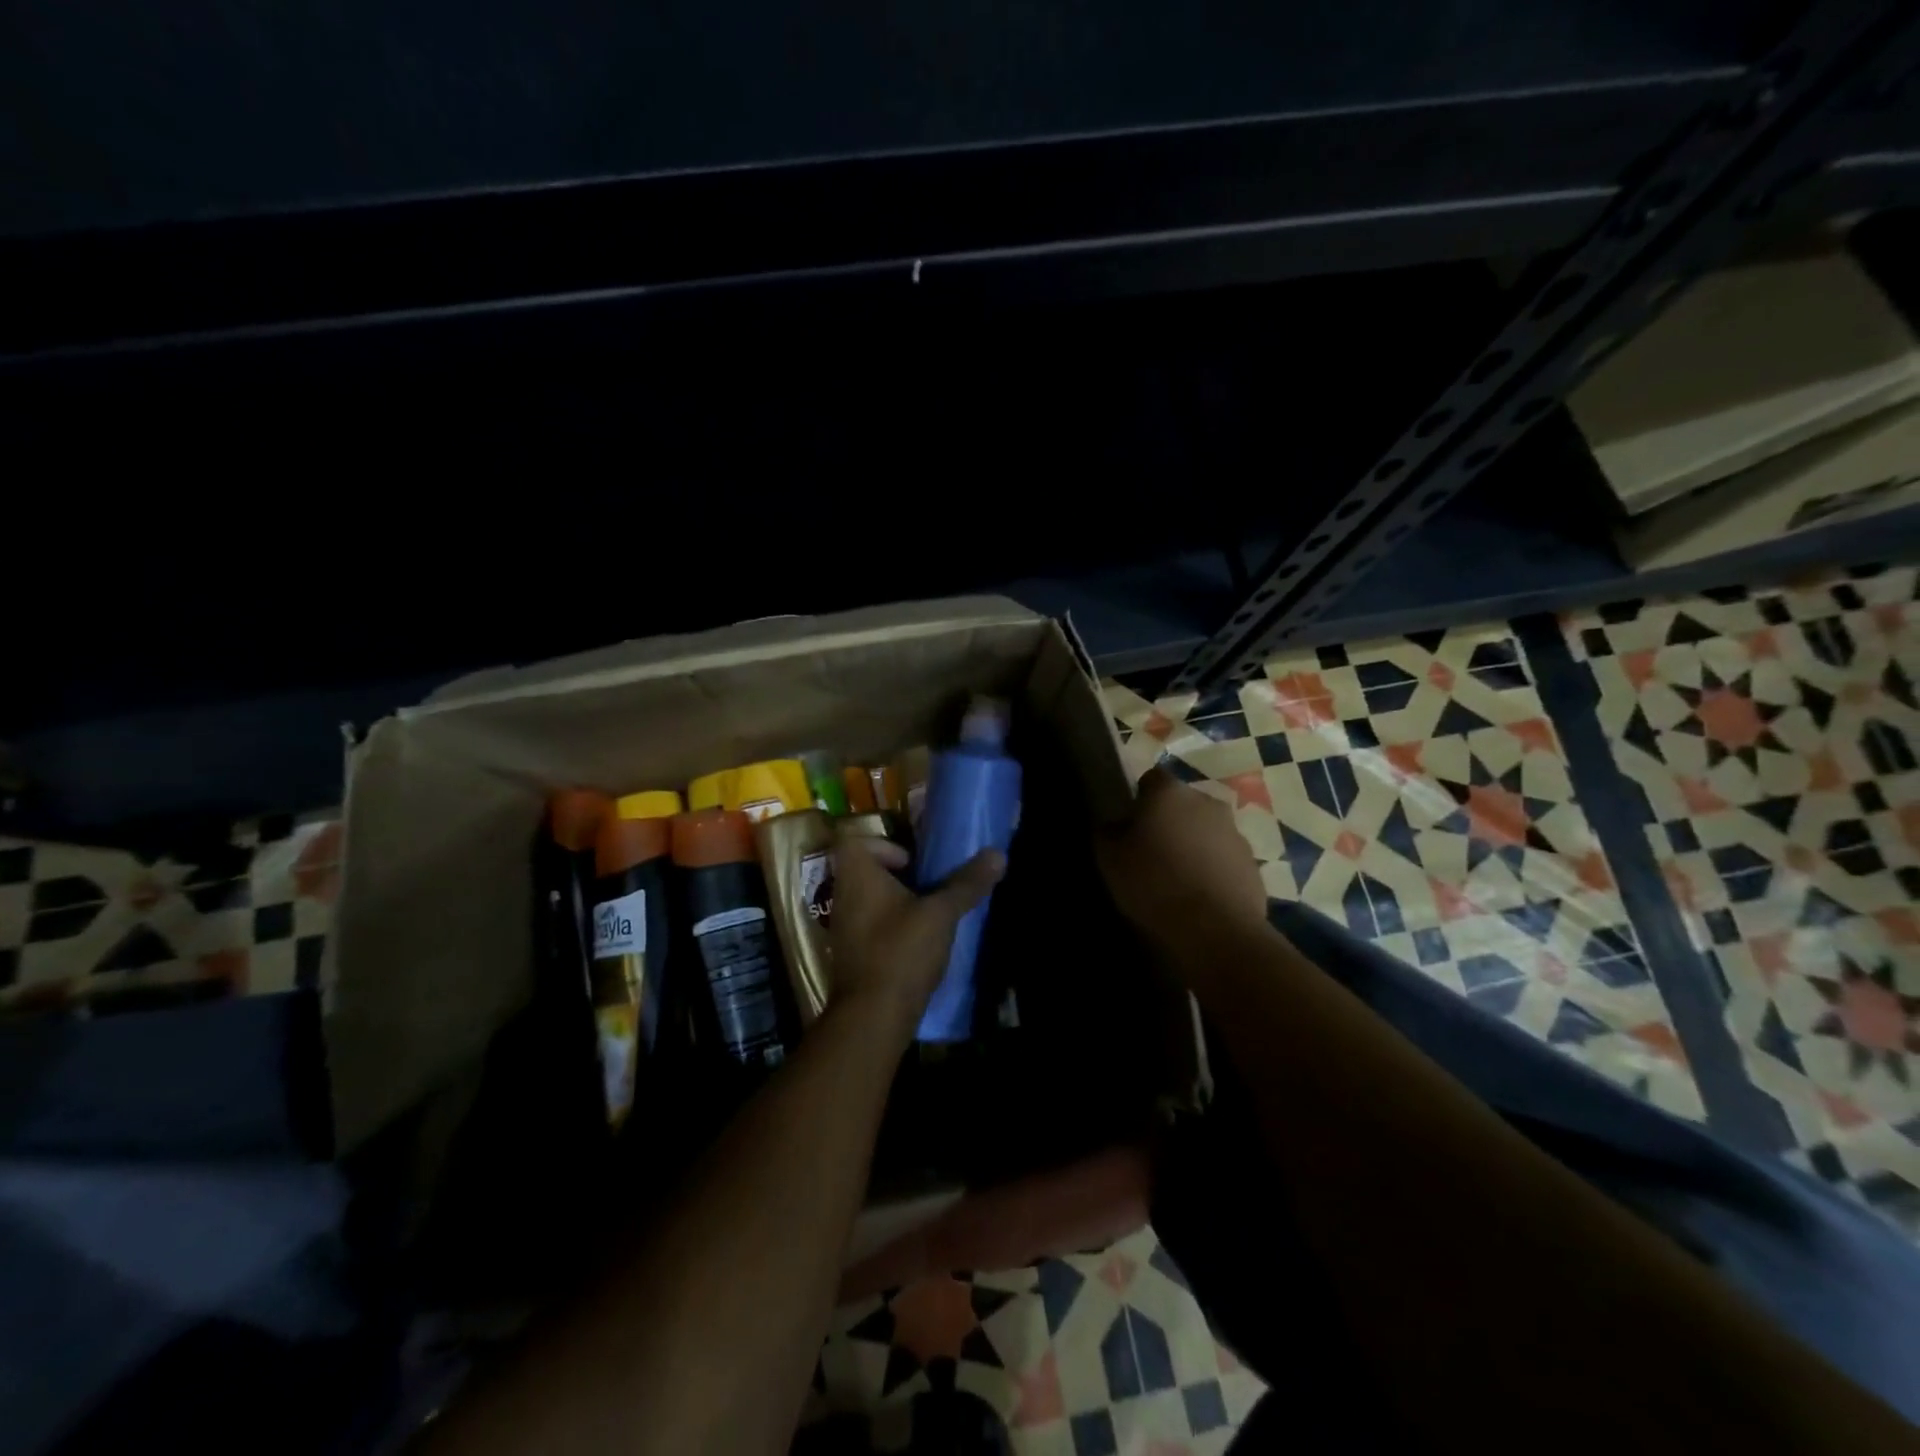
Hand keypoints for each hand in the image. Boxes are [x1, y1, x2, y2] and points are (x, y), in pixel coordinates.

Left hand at [828, 837, 1003, 1049]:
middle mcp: (843, 895)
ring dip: (896, 902)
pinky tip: (917, 945)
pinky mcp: (850, 953)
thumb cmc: (902, 951)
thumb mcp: (941, 914)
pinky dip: (890, 928)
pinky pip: (869, 926)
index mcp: (857, 875)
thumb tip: (998, 854)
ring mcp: (842, 926)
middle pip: (865, 870)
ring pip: (868, 899)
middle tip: (929, 886)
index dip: (883, 845)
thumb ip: (967, 884)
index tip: (913, 863)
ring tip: (929, 915)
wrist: (871, 1017)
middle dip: (898, 876)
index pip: (855, 841)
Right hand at [1095, 767, 1267, 962]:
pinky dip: (1213, 868)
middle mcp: (1206, 801)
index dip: (1138, 799)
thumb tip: (1114, 825)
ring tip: (1177, 878)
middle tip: (1152, 851)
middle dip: (1169, 821)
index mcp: (1169, 792)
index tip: (1130, 825)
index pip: (1150, 779)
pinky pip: (1224, 858)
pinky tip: (1200, 896)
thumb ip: (1108, 833)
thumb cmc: (1154, 883)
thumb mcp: (1110, 859)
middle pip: (1182, 803)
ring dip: (1193, 844)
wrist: (1216, 929)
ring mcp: (1235, 831)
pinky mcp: (1253, 862)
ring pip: (1206, 830)